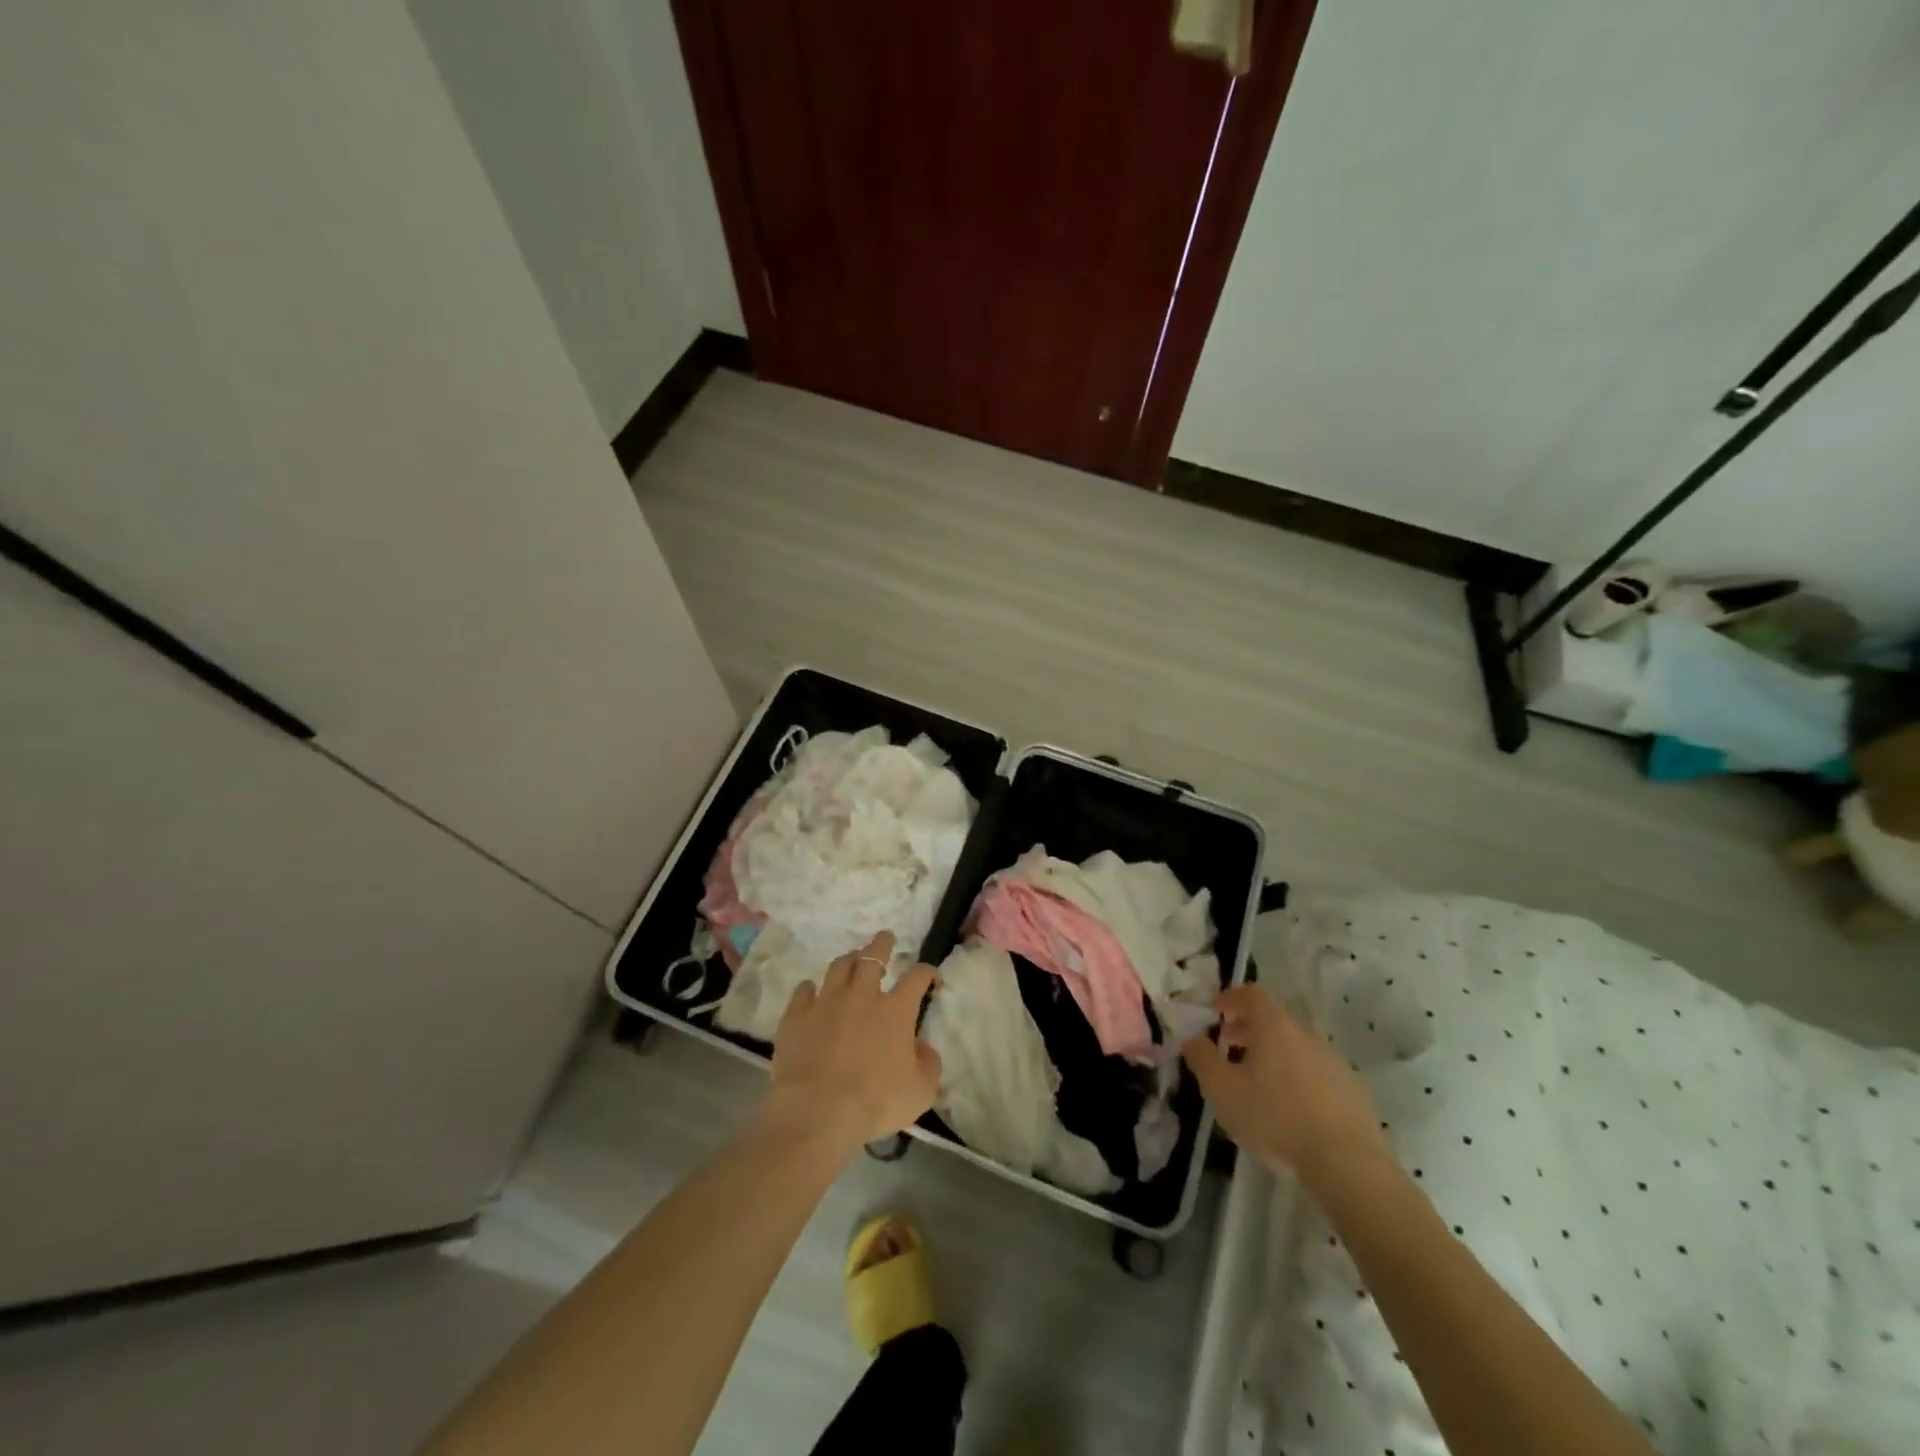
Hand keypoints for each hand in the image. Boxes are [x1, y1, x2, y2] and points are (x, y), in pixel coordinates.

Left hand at [763, 931, 941, 1154]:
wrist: (819, 1113)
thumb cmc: (876, 1103)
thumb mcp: (921, 1091)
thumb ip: (929, 1063)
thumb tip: (923, 1047)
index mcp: (895, 1010)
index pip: (917, 976)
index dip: (928, 972)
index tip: (931, 978)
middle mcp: (861, 996)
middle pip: (873, 957)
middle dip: (882, 945)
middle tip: (885, 938)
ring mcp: (826, 1002)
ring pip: (838, 967)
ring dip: (849, 960)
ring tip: (852, 961)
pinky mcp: (796, 1017)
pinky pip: (803, 991)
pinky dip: (810, 989)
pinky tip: (811, 992)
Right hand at [1183, 984, 1388, 1185]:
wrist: (1347, 1164)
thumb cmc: (1275, 1118)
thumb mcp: (1222, 1090)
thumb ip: (1201, 1058)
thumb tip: (1192, 1038)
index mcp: (1274, 1026)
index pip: (1251, 994)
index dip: (1230, 998)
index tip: (1215, 1013)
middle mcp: (1306, 1034)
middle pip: (1273, 1019)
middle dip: (1248, 1028)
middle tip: (1228, 1047)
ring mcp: (1334, 1061)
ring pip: (1295, 1045)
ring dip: (1272, 1053)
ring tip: (1257, 1082)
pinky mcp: (1352, 1090)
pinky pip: (1315, 1070)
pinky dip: (1296, 1075)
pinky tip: (1290, 1107)